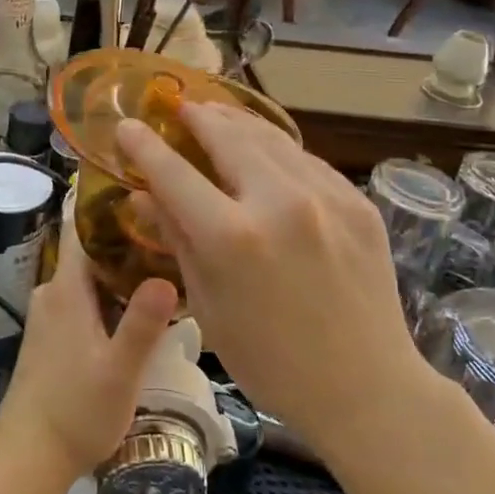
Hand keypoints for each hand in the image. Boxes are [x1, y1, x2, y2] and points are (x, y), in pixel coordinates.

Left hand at [0, 221, 175, 482]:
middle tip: (169, 231)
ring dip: (118, 268)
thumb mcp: (120, 371)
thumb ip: (143, 324)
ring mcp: (48, 314)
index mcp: (67, 289)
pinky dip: (107, 293)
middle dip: (124, 238)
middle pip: (89, 249)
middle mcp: (52, 291)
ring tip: (162, 265)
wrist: (28, 456)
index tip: (140, 187)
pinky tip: (136, 307)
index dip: (106, 203)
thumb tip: (167, 275)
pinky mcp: (50, 335)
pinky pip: (82, 297)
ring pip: (87, 276)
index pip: (80, 227)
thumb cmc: (76, 411)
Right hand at [115, 104, 429, 457]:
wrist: (368, 388)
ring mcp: (325, 197)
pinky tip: (264, 150)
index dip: (145, 146)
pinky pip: (305, 160)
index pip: (174, 173)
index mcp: (232, 238)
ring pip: (270, 137)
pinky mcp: (357, 202)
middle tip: (178, 105)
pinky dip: (276, 149)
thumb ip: (176, 238)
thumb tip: (141, 195)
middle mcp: (279, 202)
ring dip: (236, 121)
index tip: (126, 125)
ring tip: (215, 112)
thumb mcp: (208, 304)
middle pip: (226, 136)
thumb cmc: (271, 360)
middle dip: (196, 116)